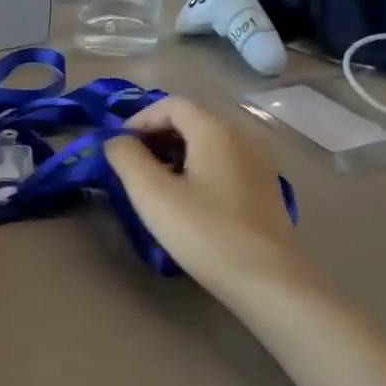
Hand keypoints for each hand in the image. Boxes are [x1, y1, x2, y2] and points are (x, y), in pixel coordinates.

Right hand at [103, 97, 313, 310]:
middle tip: (132, 168)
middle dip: (155, 138)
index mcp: (215, 131)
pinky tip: (187, 204)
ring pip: (206, 145)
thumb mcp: (152, 194)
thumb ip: (126, 157)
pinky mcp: (263, 190)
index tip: (119, 149)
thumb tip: (117, 142)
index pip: (171, 104)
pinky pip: (222, 165)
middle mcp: (241, 138)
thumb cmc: (205, 232)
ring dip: (174, 156)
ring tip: (155, 188)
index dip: (139, 120)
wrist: (269, 281)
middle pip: (190, 121)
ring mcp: (257, 164)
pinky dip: (196, 171)